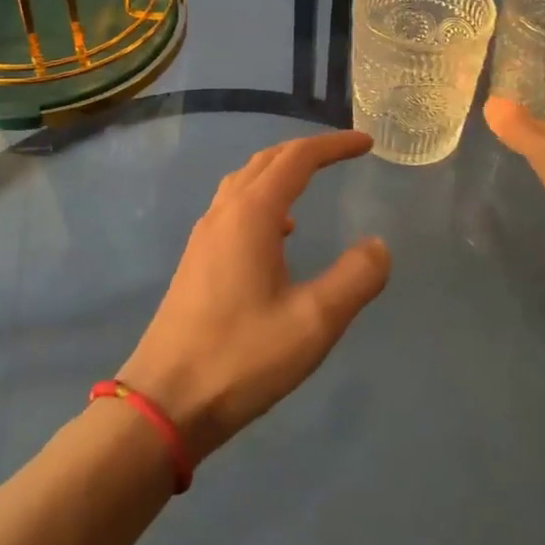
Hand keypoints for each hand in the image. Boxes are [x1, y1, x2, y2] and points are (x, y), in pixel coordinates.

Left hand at [118, 130, 390, 462]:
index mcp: (252, 215)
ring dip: (280, 173)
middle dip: (306, 151)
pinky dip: (262, 201)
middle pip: (267, 161)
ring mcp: (204, 236)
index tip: (366, 143)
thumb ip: (355, 278)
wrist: (165, 400)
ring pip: (245, 183)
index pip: (297, 158)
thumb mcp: (314, 322)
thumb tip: (379, 245)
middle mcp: (224, 213)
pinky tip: (278, 234)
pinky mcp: (196, 260)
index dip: (333, 146)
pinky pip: (233, 209)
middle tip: (343, 154)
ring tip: (311, 183)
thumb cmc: (242, 357)